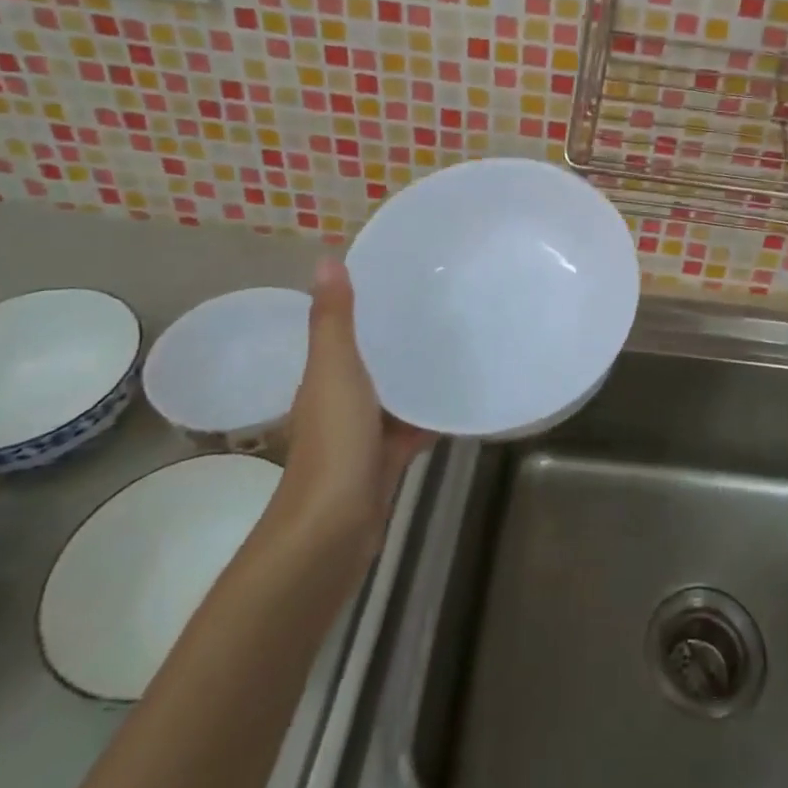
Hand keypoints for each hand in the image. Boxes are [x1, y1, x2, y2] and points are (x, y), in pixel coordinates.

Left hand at [271, 256, 432, 550]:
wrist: (332, 530)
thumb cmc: (333, 443)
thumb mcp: (335, 371)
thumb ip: (334, 320)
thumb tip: (326, 258)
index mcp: (324, 378)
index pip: (345, 331)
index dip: (367, 304)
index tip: (405, 277)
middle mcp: (340, 402)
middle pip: (372, 360)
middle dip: (398, 337)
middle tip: (445, 305)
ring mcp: (363, 435)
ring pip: (394, 395)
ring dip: (416, 375)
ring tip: (461, 344)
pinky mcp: (386, 461)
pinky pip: (412, 428)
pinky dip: (432, 414)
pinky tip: (462, 398)